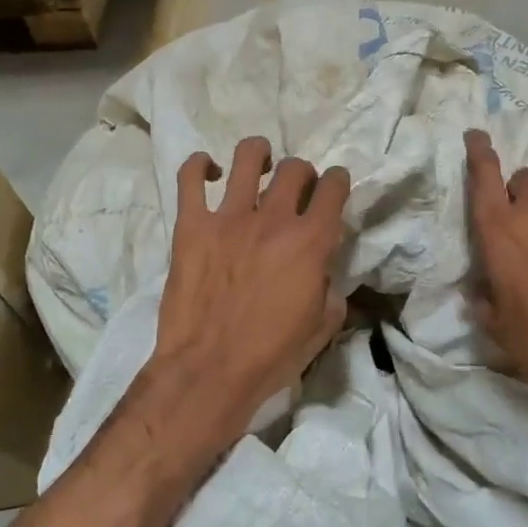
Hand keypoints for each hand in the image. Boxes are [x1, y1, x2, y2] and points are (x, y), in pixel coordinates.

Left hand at [124, 137, 349, 489]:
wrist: (208, 371)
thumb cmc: (271, 355)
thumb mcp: (322, 326)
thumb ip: (331, 289)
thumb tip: (324, 272)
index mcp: (311, 242)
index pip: (333, 188)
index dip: (337, 181)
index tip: (333, 186)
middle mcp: (274, 219)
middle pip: (295, 168)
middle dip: (301, 173)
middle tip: (295, 189)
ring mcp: (229, 218)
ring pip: (248, 157)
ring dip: (259, 155)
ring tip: (258, 166)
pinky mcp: (191, 225)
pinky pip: (190, 178)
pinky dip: (199, 166)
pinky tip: (208, 172)